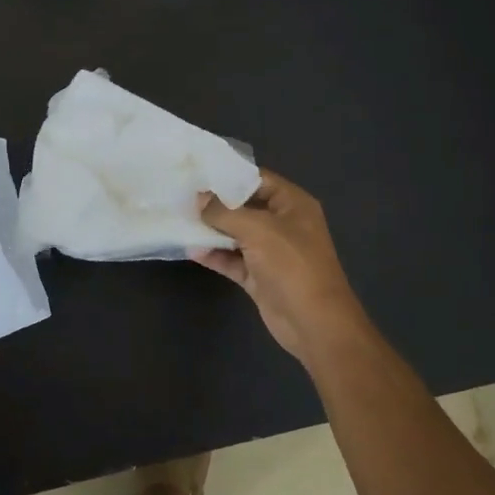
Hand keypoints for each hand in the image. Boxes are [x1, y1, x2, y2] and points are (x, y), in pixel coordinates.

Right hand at [192, 169, 373, 371]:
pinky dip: (215, 255)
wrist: (314, 322)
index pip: (259, 180)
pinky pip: (233, 260)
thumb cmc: (291, 264)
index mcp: (293, 204)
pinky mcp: (259, 276)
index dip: (230, 175)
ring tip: (181, 220)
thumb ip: (225, 212)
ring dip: (212, 230)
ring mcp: (271, 252)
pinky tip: (192, 250)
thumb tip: (200, 198)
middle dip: (216, 204)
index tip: (199, 172)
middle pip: (245, 207)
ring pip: (236, 234)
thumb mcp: (257, 229)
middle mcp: (283, 224)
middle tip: (183, 195)